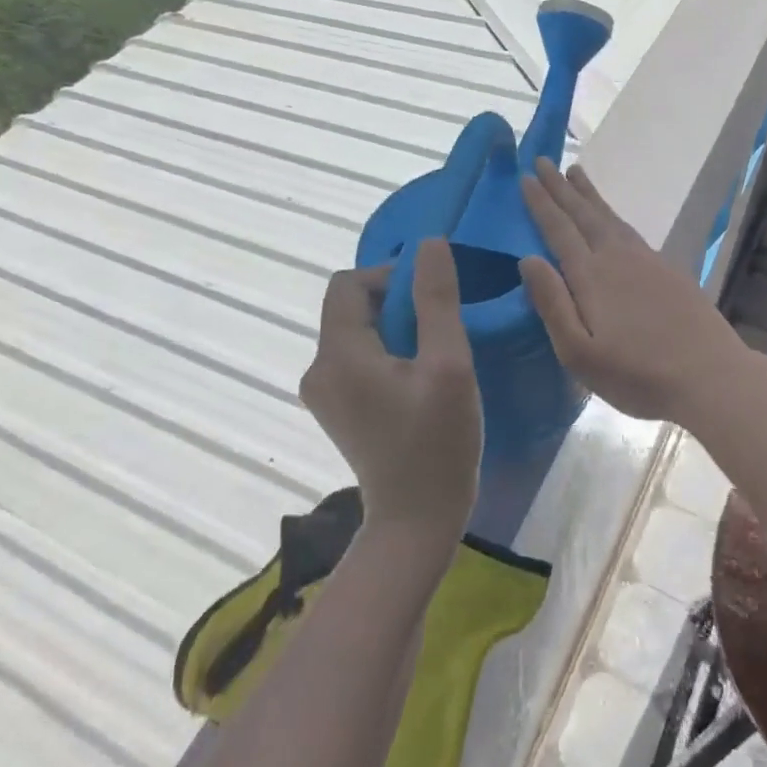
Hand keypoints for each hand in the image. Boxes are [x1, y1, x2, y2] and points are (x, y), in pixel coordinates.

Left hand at [300, 239, 481, 546]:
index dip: (389, 276)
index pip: (348, 283)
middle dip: (395, 303)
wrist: (415, 522)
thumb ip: (437, 300)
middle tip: (439, 327)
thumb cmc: (437, 444)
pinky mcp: (337, 410)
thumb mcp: (448, 366)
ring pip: (356, 332)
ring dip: (394, 328)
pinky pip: (358, 358)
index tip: (431, 296)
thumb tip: (430, 244)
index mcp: (338, 355)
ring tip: (434, 353)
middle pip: (350, 307)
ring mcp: (324, 393)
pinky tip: (418, 377)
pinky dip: (386, 352)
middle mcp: (318, 369)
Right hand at [518, 159, 755, 423]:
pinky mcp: (667, 271)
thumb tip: (527, 259)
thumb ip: (552, 303)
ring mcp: (646, 261)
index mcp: (591, 276)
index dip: (541, 203)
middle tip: (545, 160)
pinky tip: (612, 219)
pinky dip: (613, 214)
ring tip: (575, 173)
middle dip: (561, 187)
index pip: (559, 229)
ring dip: (589, 195)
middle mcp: (617, 257)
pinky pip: (630, 229)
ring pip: (610, 217)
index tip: (526, 177)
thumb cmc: (637, 374)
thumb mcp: (579, 353)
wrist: (710, 375)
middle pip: (584, 214)